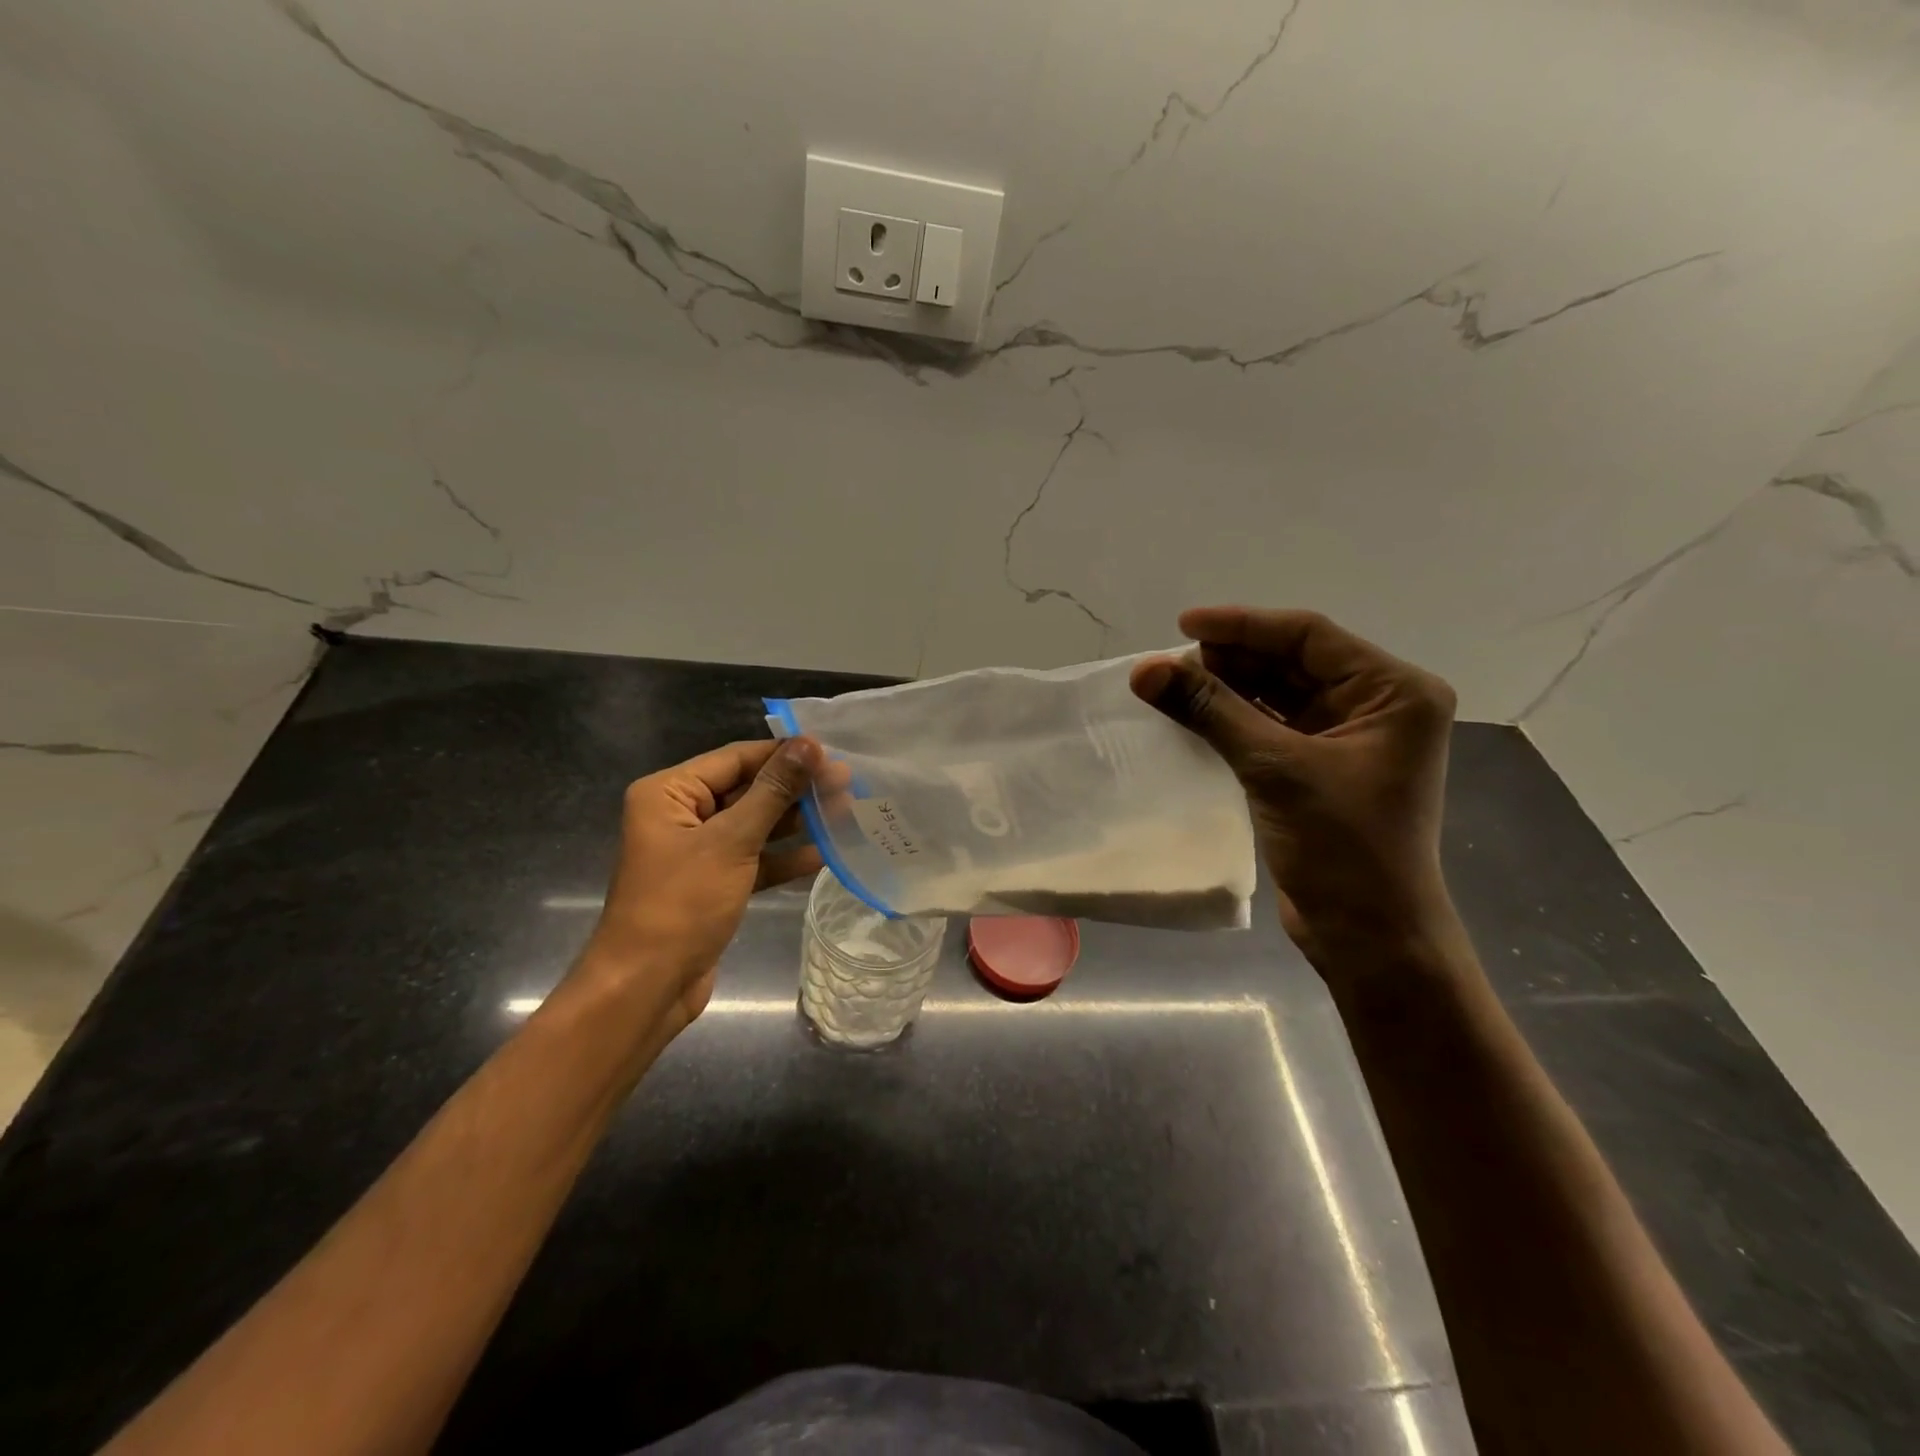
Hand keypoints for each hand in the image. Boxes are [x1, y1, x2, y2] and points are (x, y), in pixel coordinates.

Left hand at [578, 738, 822, 1037]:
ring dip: (796, 821)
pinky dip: (784, 857)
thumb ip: (773, 791)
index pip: (735, 758)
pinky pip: (754, 859)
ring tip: (846, 811)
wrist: (647, 988)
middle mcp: (681, 815)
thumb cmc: (682, 904)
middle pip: (747, 789)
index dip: (783, 754)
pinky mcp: (714, 883)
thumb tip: (809, 744)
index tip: (831, 751)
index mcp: (669, 793)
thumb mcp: (732, 841)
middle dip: (795, 788)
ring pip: (755, 825)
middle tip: (847, 782)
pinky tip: (825, 853)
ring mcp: (698, 851)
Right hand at [1131, 607, 1458, 976]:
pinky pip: (1270, 726)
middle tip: (1169, 664)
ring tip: (1171, 685)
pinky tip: (1192, 715)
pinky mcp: (1320, 768)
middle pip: (1292, 662)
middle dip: (1230, 660)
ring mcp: (1348, 738)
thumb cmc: (1343, 848)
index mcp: (1394, 691)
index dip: (1243, 625)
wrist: (1369, 937)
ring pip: (1278, 694)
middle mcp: (1377, 705)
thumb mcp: (1275, 769)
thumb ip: (1210, 711)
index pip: (1309, 637)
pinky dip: (1232, 719)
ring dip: (1227, 689)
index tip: (1183, 625)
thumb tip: (1144, 669)